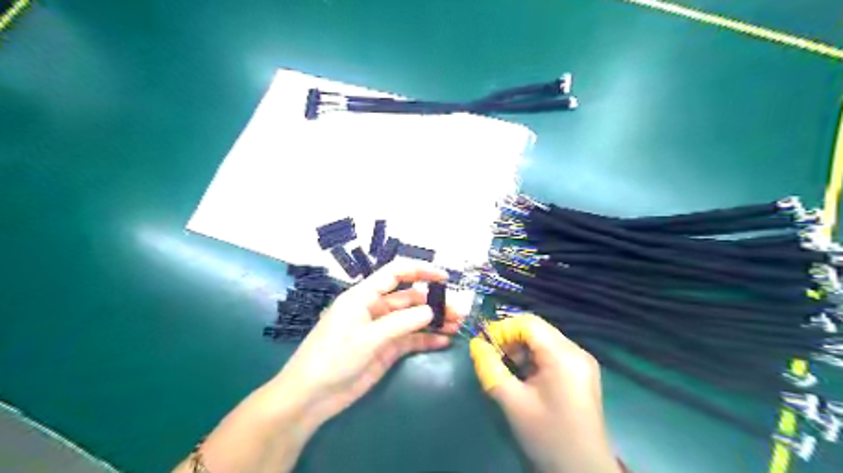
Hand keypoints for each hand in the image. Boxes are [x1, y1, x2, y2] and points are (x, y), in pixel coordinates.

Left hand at [170, 259, 460, 472]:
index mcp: (364, 296)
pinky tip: (444, 341)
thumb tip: (431, 312)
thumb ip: (400, 323)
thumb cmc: (332, 358)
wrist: (311, 397)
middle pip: (410, 299)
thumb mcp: (366, 338)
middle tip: (457, 311)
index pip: (395, 274)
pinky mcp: (385, 350)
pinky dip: (426, 339)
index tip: (444, 277)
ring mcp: (382, 330)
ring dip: (434, 321)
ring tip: (457, 325)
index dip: (420, 271)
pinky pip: (410, 340)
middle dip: (433, 302)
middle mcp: (375, 309)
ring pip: (413, 319)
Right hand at [472, 314, 620, 472]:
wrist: (582, 471)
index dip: (502, 329)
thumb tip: (476, 344)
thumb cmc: (547, 435)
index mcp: (563, 355)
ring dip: (521, 350)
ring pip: (543, 341)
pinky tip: (524, 378)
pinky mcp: (581, 373)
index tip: (485, 347)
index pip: (528, 323)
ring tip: (506, 371)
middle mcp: (576, 351)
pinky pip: (551, 354)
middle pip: (536, 330)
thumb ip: (490, 367)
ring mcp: (581, 362)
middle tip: (493, 359)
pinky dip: (533, 359)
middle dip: (510, 340)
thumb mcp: (511, 401)